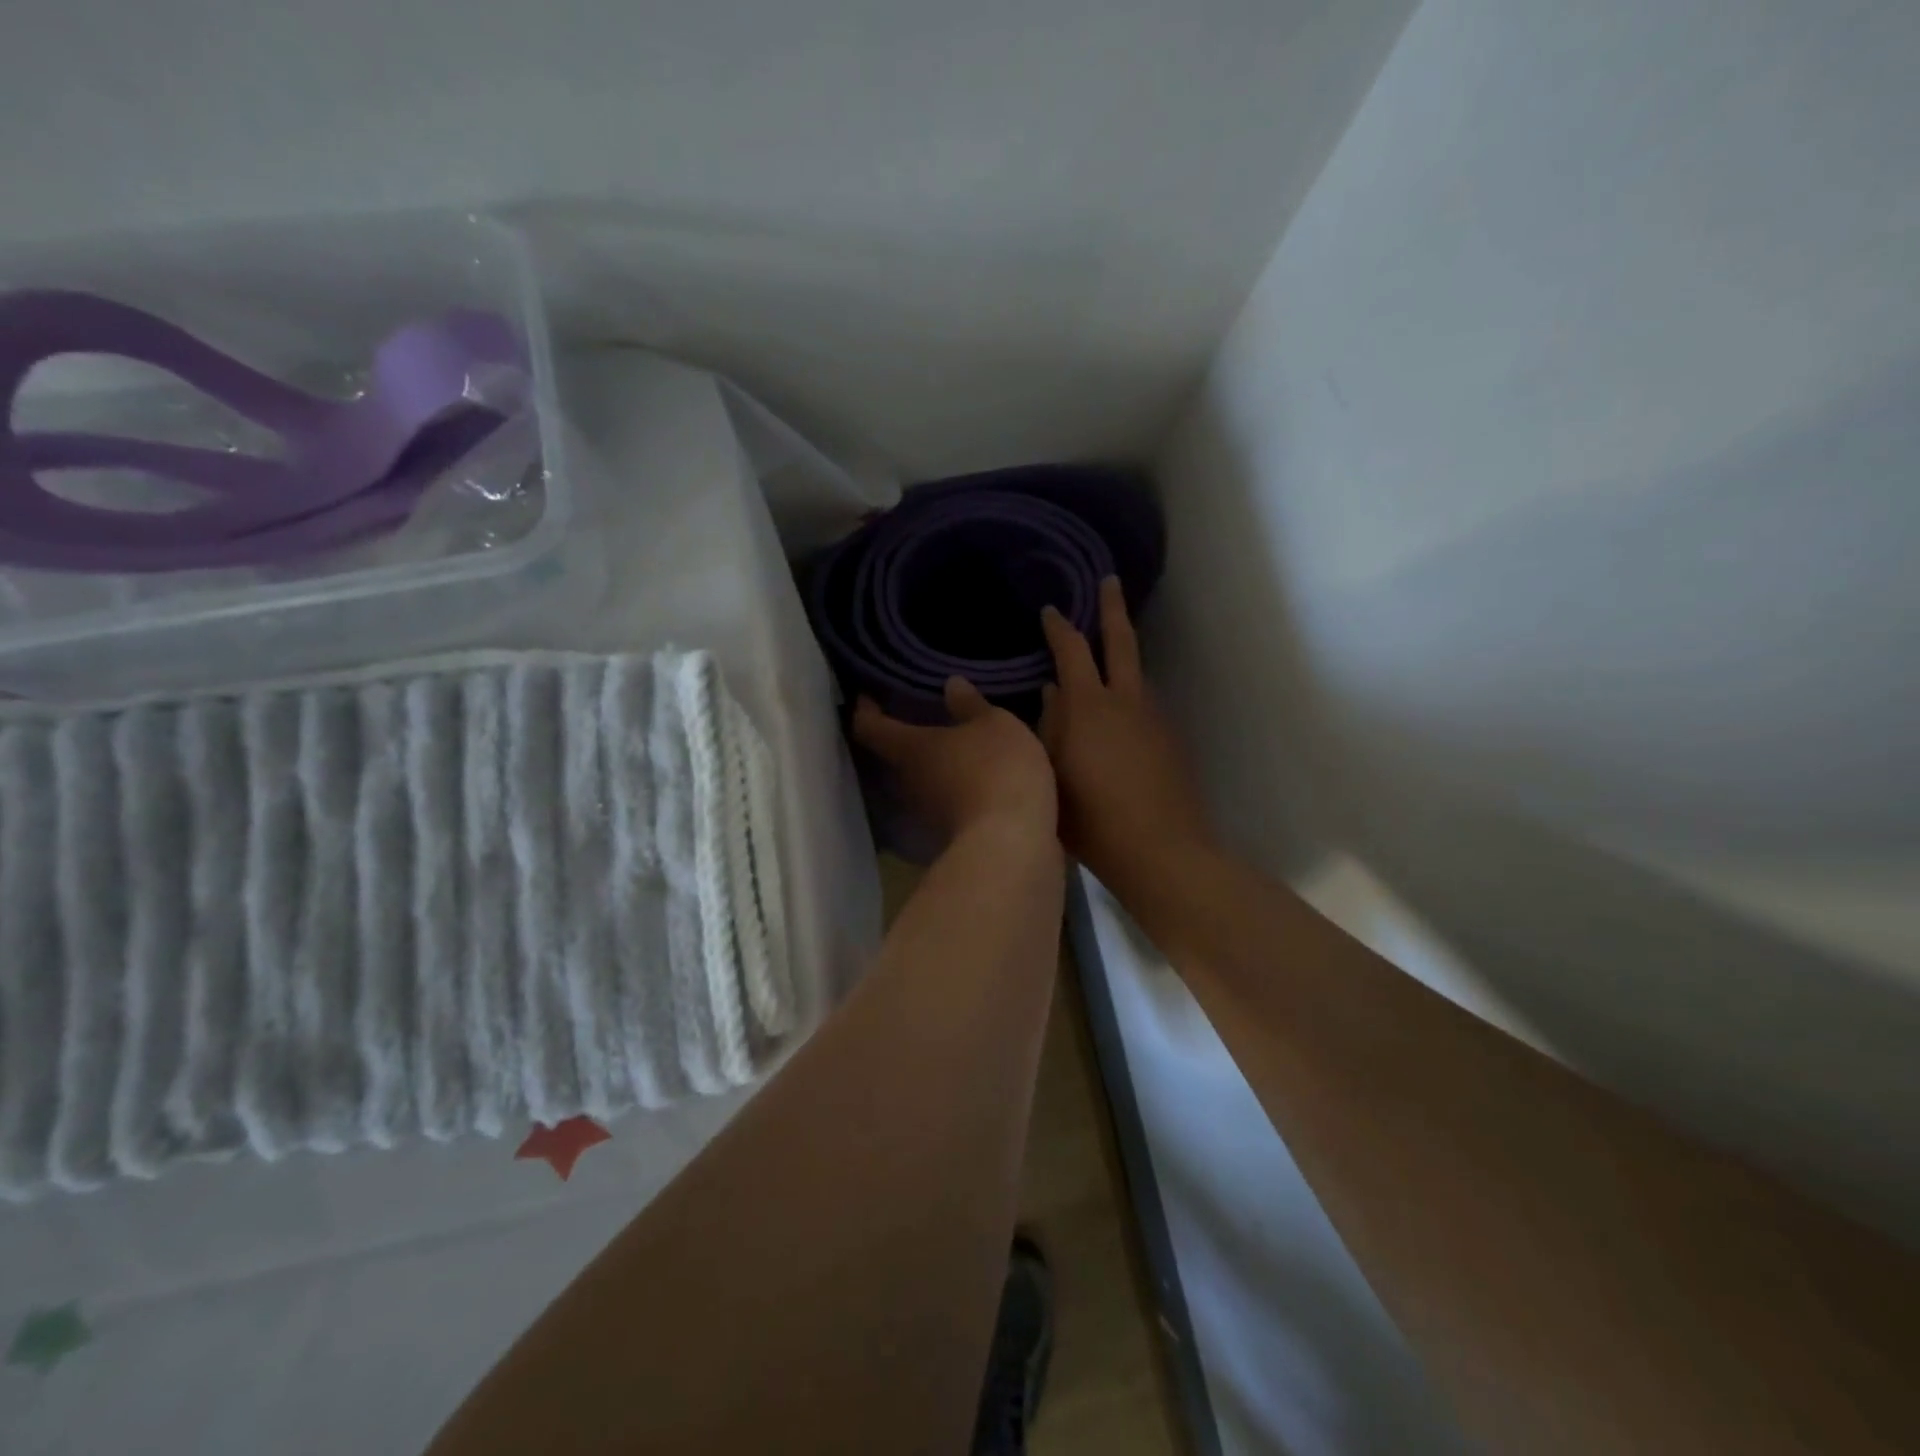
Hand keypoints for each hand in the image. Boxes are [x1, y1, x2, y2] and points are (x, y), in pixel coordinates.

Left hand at [854, 677, 1057, 845]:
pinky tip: (972, 781)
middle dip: (901, 738)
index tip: (869, 695)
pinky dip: (951, 791)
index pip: (868, 725)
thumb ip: (971, 705)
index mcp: (908, 748)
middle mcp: (905, 783)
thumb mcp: (995, 725)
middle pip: (890, 757)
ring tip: (950, 748)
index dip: (865, 708)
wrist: (1012, 846)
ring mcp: (924, 816)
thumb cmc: (996, 770)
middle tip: (916, 717)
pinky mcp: (949, 837)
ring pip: (917, 783)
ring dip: (929, 768)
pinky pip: (943, 805)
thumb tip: (950, 684)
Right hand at [1039, 578, 1216, 900]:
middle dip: (1112, 609)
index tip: (1050, 609)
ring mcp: (1153, 718)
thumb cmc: (1089, 816)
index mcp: (1088, 705)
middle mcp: (1125, 700)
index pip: (1071, 650)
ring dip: (1122, 653)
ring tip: (1108, 648)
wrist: (1160, 850)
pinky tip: (1117, 713)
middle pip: (1120, 642)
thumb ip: (1047, 727)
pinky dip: (1128, 694)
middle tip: (1110, 581)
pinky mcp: (1169, 741)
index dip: (1059, 627)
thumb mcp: (1050, 771)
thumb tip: (1048, 692)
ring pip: (1135, 674)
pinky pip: (1143, 704)